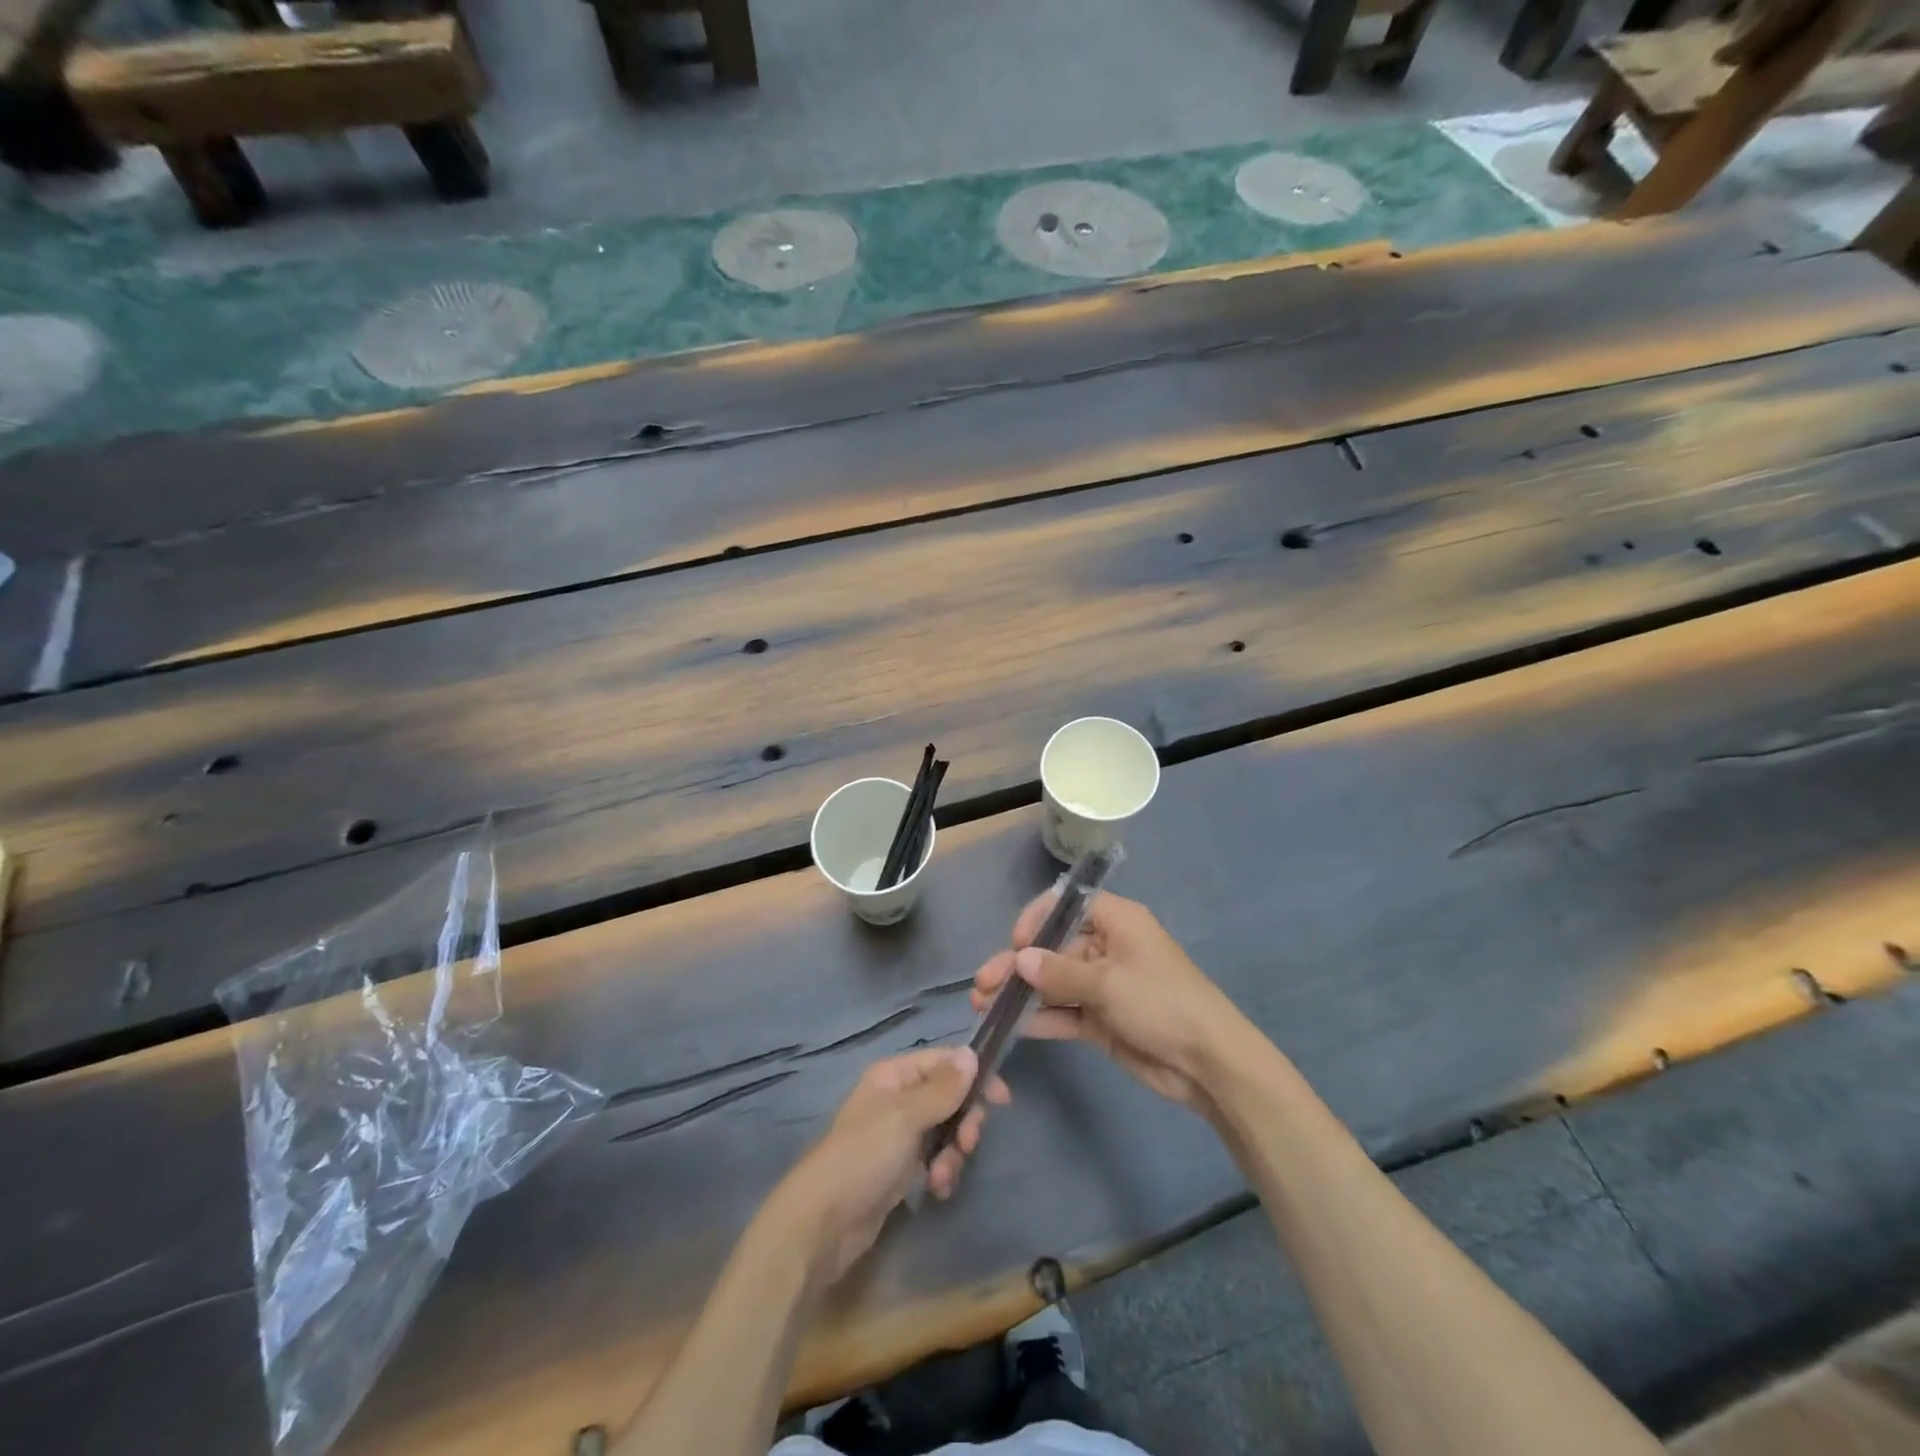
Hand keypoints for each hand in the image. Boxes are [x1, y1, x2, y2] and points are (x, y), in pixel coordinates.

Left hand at [770, 1047, 1009, 1287]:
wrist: (822, 1223)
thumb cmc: (863, 1157)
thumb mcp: (906, 1117)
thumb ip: (942, 1088)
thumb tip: (971, 1053)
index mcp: (894, 1075)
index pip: (944, 1061)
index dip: (974, 1076)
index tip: (1002, 1100)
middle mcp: (897, 1098)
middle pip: (949, 1097)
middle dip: (964, 1122)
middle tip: (967, 1145)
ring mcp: (898, 1134)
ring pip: (945, 1130)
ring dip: (953, 1153)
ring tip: (942, 1177)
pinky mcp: (899, 1168)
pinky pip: (934, 1158)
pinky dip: (941, 1172)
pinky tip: (936, 1190)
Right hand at [972, 891, 1249, 1117]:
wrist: (1208, 1063)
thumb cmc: (1161, 1002)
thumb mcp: (1108, 982)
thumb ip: (1059, 972)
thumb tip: (1019, 959)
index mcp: (1116, 922)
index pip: (1067, 905)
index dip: (1037, 919)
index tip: (1016, 944)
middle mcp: (1107, 947)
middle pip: (1053, 947)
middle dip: (1018, 964)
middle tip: (983, 983)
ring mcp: (1103, 985)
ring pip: (1054, 982)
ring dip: (1022, 992)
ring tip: (982, 1005)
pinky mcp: (1102, 1019)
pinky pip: (1064, 1011)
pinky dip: (1041, 1017)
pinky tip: (1011, 1025)